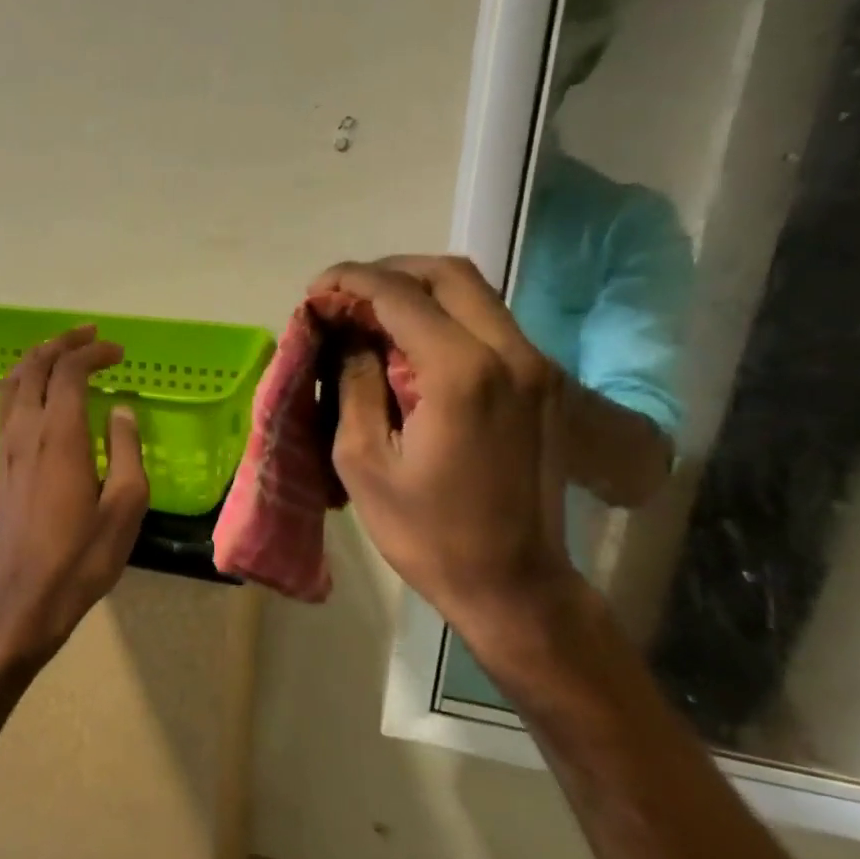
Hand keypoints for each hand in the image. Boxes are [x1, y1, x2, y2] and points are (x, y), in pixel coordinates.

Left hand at [0, 326, 148, 675]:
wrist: (26, 597)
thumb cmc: (83, 556)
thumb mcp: (125, 506)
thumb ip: (127, 450)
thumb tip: (121, 411)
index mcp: (60, 436)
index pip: (70, 372)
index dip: (93, 353)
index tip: (118, 353)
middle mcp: (26, 431)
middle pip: (34, 367)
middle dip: (61, 343)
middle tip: (89, 335)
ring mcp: (6, 447)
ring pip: (11, 383)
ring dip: (36, 359)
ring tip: (61, 352)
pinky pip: (5, 405)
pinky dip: (22, 383)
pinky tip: (37, 393)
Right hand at [312, 255, 575, 637]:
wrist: (515, 585)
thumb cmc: (428, 534)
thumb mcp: (365, 462)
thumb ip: (355, 384)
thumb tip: (348, 336)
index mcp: (463, 372)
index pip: (400, 296)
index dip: (350, 282)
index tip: (315, 292)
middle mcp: (510, 353)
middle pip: (448, 274)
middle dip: (388, 274)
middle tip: (345, 297)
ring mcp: (537, 366)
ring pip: (475, 294)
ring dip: (419, 293)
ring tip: (371, 317)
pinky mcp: (544, 385)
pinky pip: (491, 325)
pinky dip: (446, 318)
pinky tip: (412, 347)